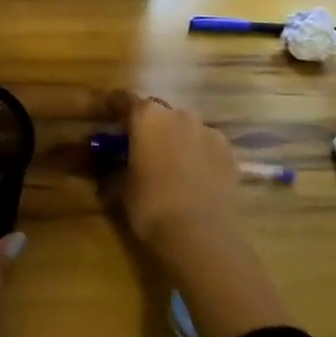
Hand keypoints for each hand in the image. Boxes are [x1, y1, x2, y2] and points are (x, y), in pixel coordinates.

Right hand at [106, 90, 244, 254]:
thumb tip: (106, 170)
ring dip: (174, 138)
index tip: (105, 118)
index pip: (123, 100)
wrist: (202, 236)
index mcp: (146, 116)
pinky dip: (197, 153)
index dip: (112, 108)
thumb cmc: (150, 205)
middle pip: (157, 112)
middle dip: (147, 126)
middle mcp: (178, 114)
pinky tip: (193, 175)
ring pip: (184, 128)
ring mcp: (208, 131)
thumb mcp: (119, 189)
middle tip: (138, 147)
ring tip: (168, 164)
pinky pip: (206, 145)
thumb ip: (111, 171)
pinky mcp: (230, 153)